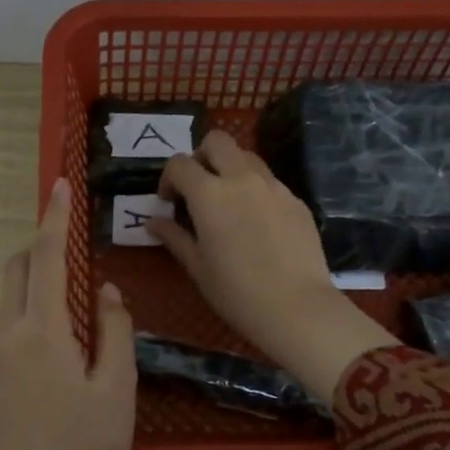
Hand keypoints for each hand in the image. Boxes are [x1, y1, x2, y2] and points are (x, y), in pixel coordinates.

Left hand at [0, 179, 135, 449]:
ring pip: (10, 298)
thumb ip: (113, 330)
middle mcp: (9, 335)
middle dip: (39, 246)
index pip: (45, 258)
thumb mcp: (116, 388)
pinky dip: (32, 309)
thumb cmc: (86, 448)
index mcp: (41, 332)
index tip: (59, 185)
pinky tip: (63, 338)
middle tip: (74, 245)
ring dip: (36, 280)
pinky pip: (11, 324)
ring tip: (77, 296)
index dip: (53, 219)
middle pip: (16, 270)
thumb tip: (103, 290)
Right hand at [149, 131, 396, 402]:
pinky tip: (257, 224)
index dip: (169, 178)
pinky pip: (270, 181)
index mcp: (209, 194)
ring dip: (230, 169)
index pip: (180, 163)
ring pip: (247, 156)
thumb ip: (174, 237)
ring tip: (228, 202)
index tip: (169, 202)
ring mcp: (274, 186)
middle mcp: (242, 179)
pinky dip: (255, 189)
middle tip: (198, 188)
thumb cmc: (236, 292)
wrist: (297, 307)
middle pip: (217, 141)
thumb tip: (152, 222)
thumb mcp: (197, 267)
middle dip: (201, 156)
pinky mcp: (296, 200)